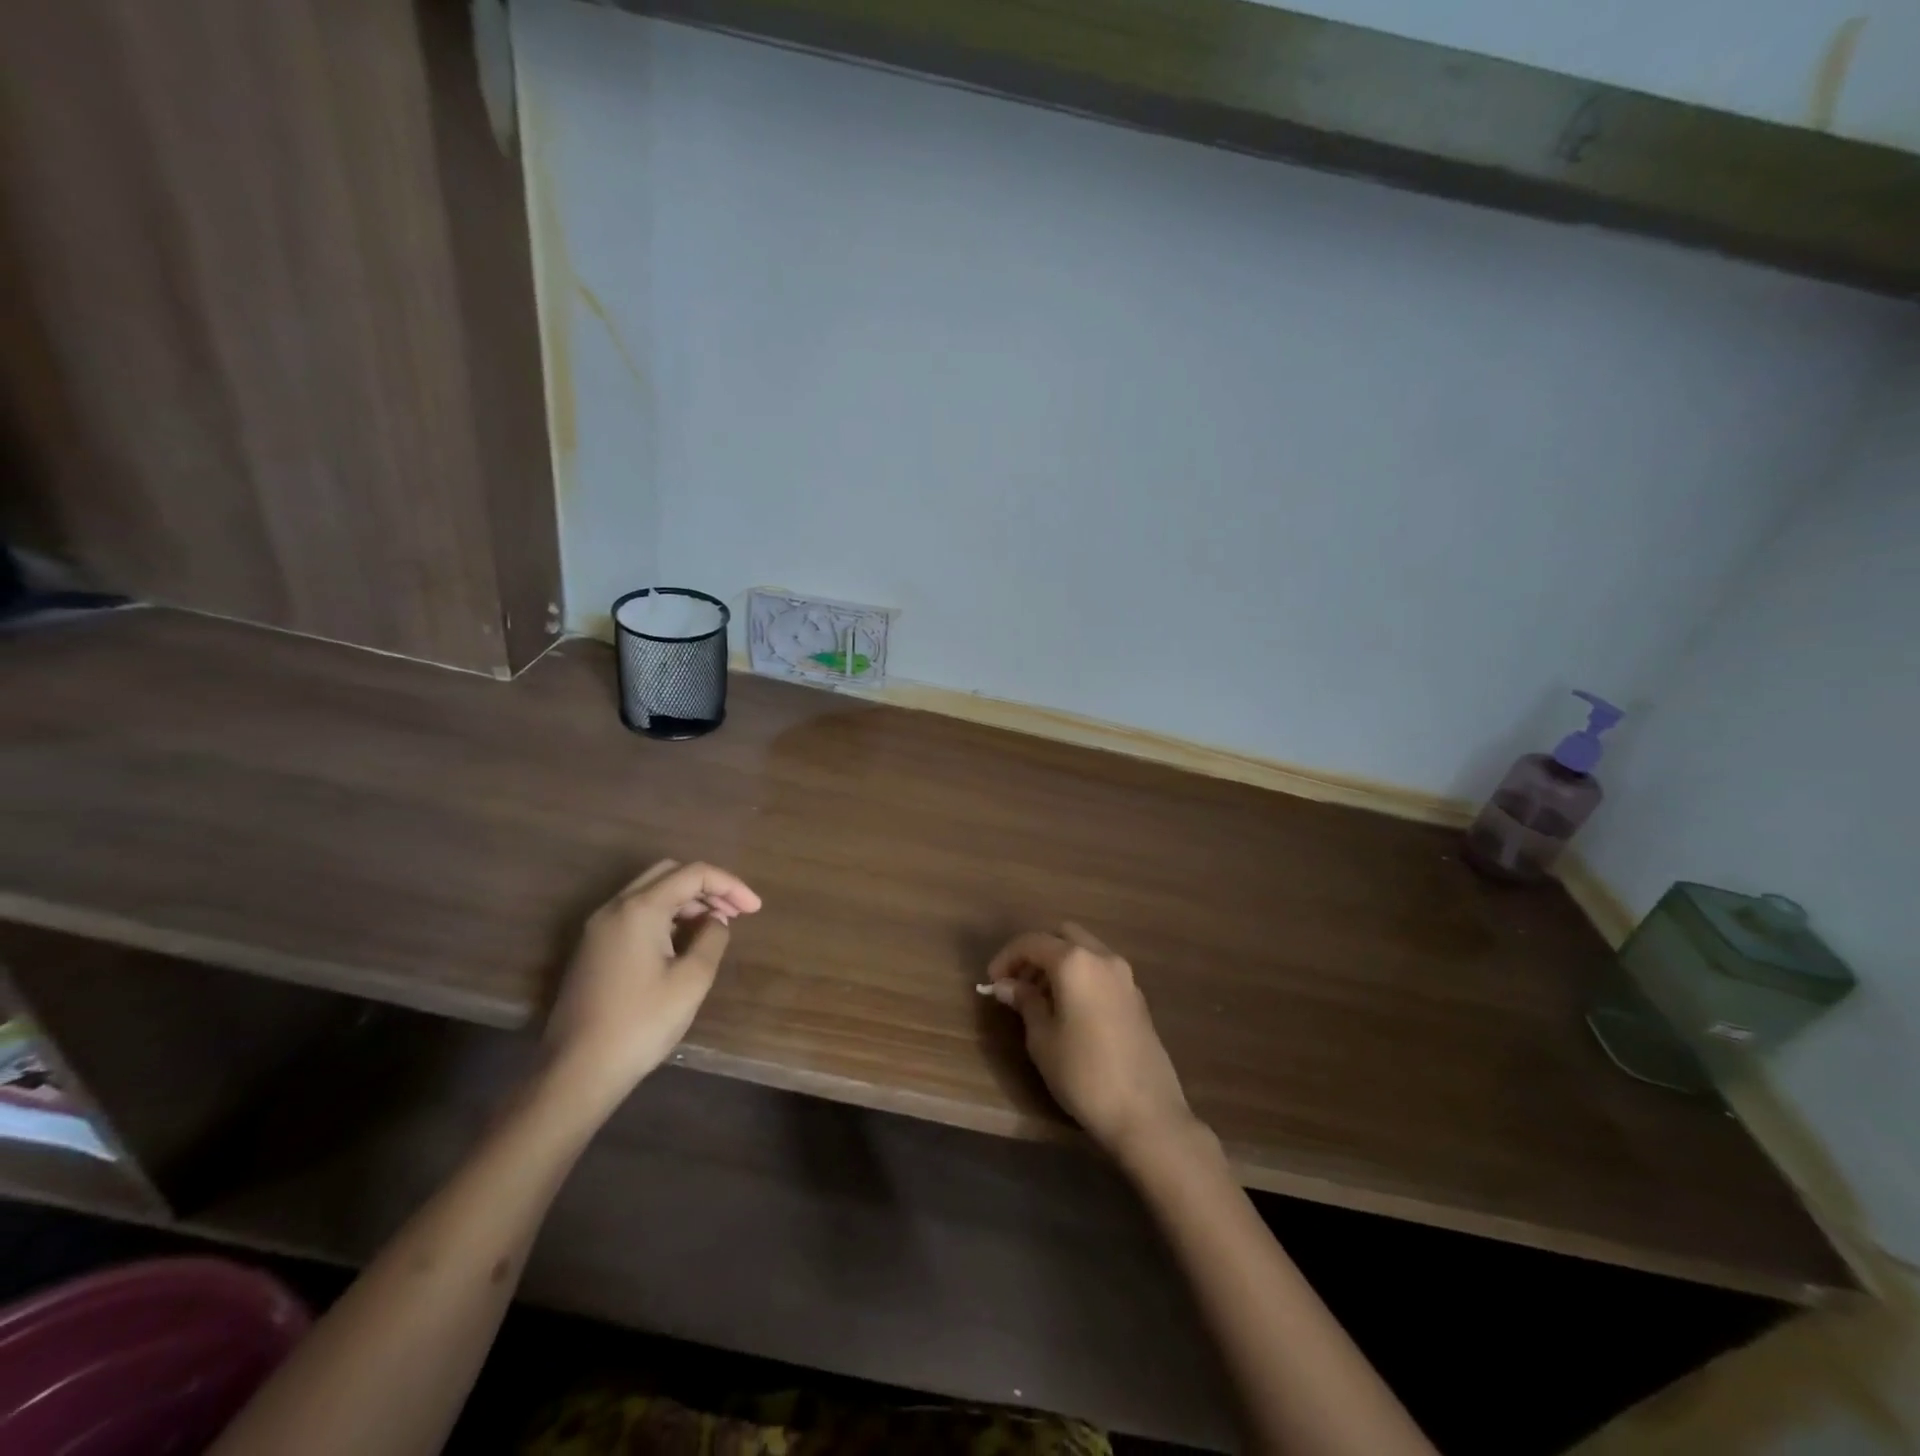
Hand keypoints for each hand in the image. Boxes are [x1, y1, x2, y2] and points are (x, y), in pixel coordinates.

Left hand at [543, 860, 761, 1110]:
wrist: (577, 1071)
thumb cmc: (641, 1024)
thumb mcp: (692, 980)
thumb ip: (712, 939)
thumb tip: (715, 921)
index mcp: (639, 909)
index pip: (693, 874)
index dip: (730, 885)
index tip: (755, 909)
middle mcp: (615, 907)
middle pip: (669, 873)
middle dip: (707, 887)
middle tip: (735, 912)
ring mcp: (599, 927)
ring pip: (650, 892)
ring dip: (686, 901)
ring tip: (715, 927)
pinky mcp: (593, 948)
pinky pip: (636, 913)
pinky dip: (666, 915)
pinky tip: (683, 942)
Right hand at [986, 923, 1196, 1162]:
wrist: (1146, 1113)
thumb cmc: (1084, 1074)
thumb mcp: (1042, 1039)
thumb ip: (1025, 1003)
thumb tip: (1007, 985)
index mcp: (1075, 962)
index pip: (1032, 942)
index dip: (1007, 957)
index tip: (992, 982)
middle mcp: (1102, 958)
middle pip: (1063, 936)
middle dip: (1036, 952)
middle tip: (1018, 984)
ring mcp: (1125, 976)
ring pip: (1085, 950)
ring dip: (1060, 963)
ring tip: (1040, 1000)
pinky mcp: (1137, 997)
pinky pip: (1101, 970)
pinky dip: (1080, 976)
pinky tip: (1069, 1010)